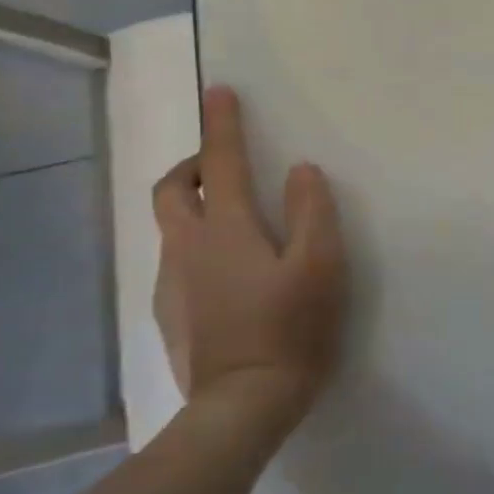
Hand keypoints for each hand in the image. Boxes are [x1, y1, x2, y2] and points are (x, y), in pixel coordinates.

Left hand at [151, 86, 347, 436]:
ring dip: (196, 207)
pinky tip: (232, 275)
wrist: (244, 403)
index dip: (222, 125)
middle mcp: (187, 249)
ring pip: (172, 228)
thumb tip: (301, 171)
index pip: (221, 163)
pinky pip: (179, 262)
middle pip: (172, 190)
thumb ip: (312, 212)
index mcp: (226, 231)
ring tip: (239, 222)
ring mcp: (172, 284)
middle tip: (223, 164)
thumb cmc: (292, 328)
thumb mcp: (321, 265)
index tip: (219, 91)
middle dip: (193, 165)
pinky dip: (199, 246)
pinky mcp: (172, 314)